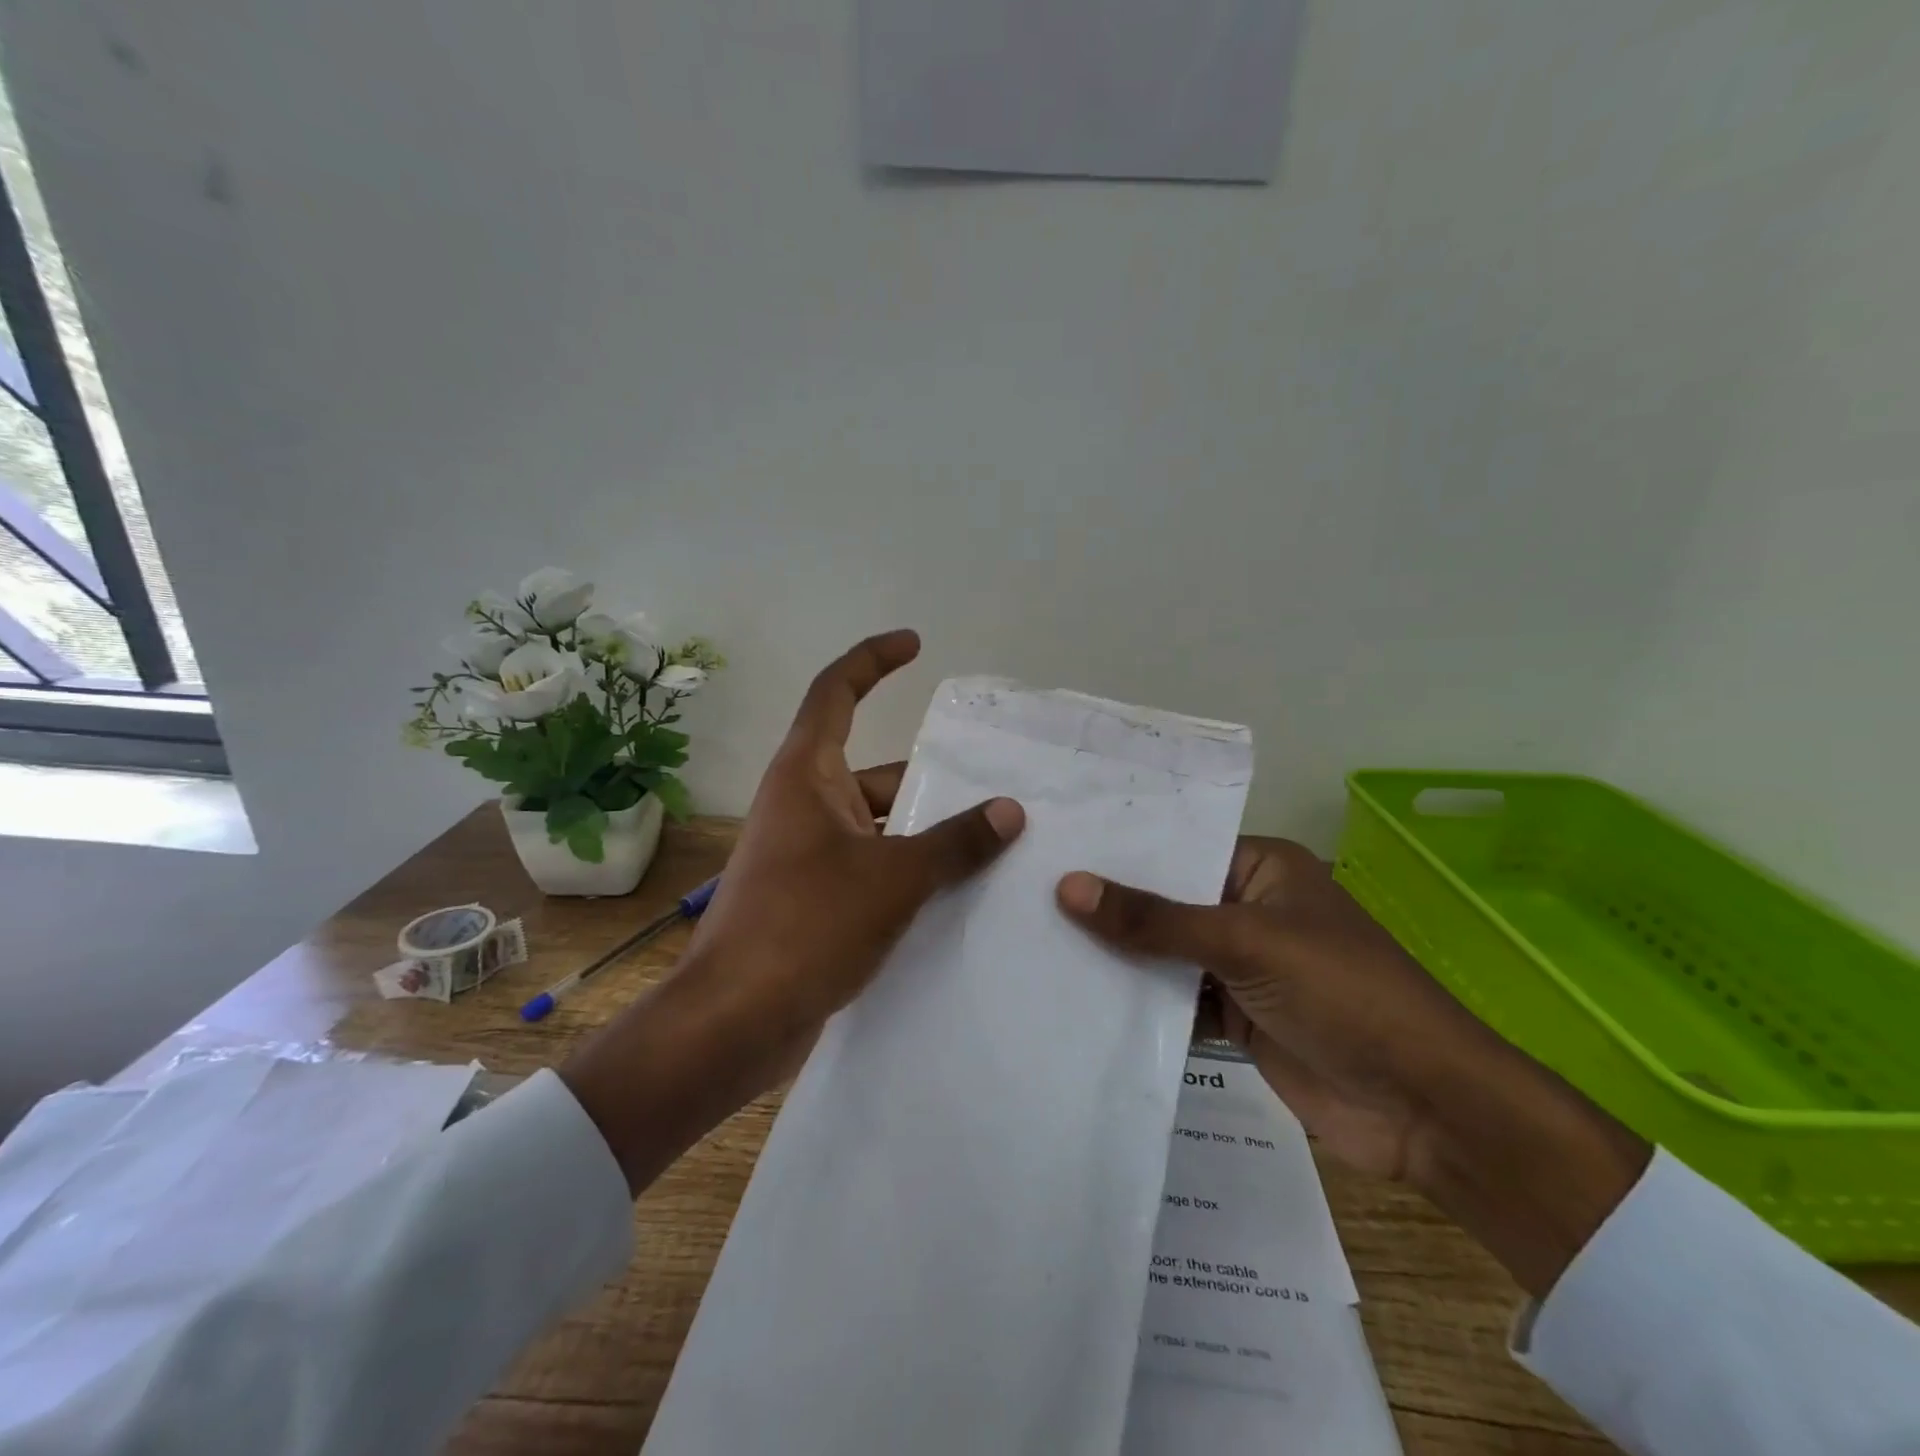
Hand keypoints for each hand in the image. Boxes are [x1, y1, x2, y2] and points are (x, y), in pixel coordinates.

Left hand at [564, 630, 1023, 1192]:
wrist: (736, 1020)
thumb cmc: (807, 925)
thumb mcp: (894, 877)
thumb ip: (955, 842)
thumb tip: (1009, 811)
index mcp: (808, 775)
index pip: (837, 692)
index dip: (874, 659)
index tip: (915, 643)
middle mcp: (804, 804)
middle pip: (873, 770)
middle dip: (929, 779)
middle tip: (994, 791)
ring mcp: (806, 853)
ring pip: (877, 824)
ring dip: (924, 832)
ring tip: (991, 845)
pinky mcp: (813, 898)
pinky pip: (871, 866)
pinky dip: (908, 870)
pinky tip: (954, 893)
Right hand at [1057, 840, 1649, 1296]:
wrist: (1423, 1107)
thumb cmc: (1341, 993)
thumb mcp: (1244, 942)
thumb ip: (1154, 919)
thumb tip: (1068, 886)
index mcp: (1262, 869)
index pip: (1176, 848)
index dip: (1119, 851)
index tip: (1051, 847)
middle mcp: (1248, 909)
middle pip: (1166, 902)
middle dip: (1110, 906)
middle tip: (1027, 894)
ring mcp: (1241, 966)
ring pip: (1165, 954)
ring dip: (1118, 957)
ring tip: (1038, 942)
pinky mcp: (1236, 1018)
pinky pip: (1174, 1001)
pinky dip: (1138, 1004)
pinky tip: (1080, 1000)